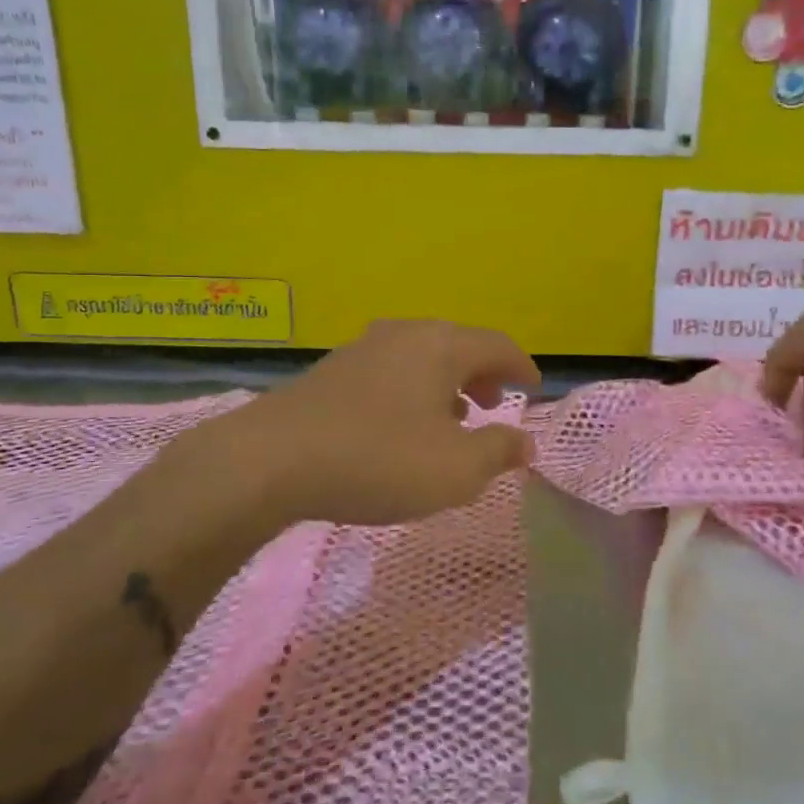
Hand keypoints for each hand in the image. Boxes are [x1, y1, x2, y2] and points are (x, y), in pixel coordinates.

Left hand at [205, 319, 540, 526]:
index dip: (522, 366)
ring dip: (447, 384)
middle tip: (494, 404)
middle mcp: (405, 334)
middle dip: (483, 374)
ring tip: (453, 419)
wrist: (270, 460)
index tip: (533, 387)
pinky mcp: (333, 370)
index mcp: (441, 345)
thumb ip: (498, 452)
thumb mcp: (455, 469)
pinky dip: (413, 390)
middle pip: (459, 345)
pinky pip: (392, 371)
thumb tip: (525, 443)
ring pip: (423, 358)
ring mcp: (364, 348)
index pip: (498, 345)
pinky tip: (403, 425)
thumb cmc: (378, 459)